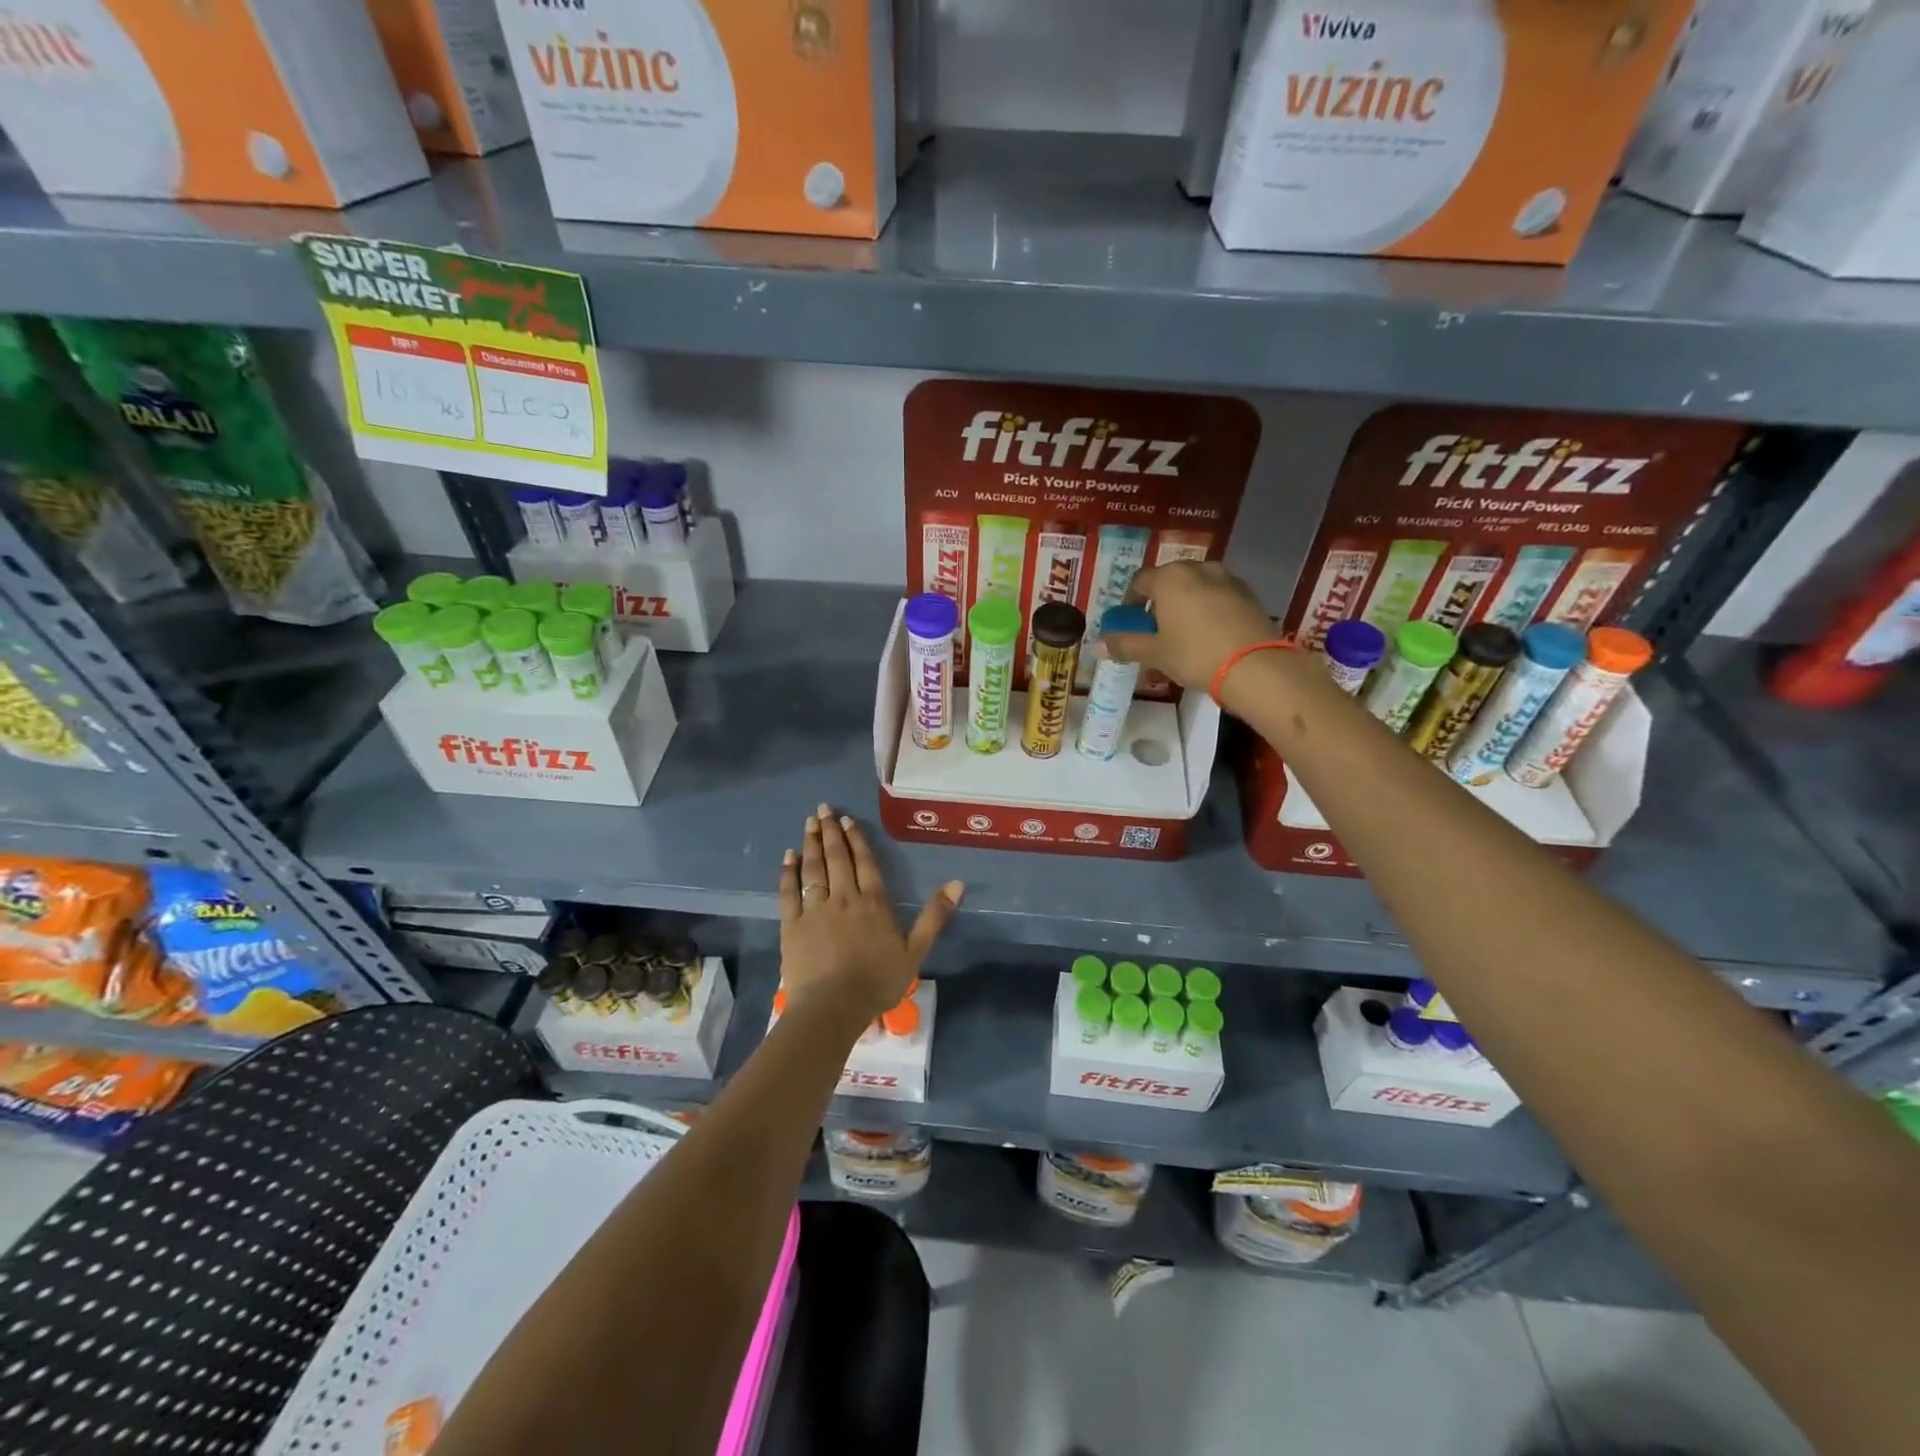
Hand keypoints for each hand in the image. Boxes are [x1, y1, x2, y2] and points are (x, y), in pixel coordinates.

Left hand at [778, 803, 962, 1023]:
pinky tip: (788, 856)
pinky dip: (788, 872)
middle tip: (823, 809)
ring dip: (811, 844)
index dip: (856, 839)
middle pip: (837, 858)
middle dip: (830, 832)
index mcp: (873, 903)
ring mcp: (815, 910)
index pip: (865, 863)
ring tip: (809, 823)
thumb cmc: (877, 982)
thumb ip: (934, 916)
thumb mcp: (915, 952)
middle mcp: (844, 898)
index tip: (847, 820)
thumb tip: (957, 883)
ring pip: (814, 869)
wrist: (832, 1007)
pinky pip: (789, 892)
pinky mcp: (792, 925)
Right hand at [1105, 561, 1280, 699]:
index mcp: (1169, 577)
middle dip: (1160, 602)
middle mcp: (1198, 568)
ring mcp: (1227, 578)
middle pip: (1170, 581)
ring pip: (1196, 587)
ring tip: (1184, 633)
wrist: (1255, 665)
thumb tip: (1098, 645)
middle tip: (1156, 630)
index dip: (1130, 602)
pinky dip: (1209, 609)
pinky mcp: (1249, 594)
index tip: (1130, 623)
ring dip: (1186, 604)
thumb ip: (1125, 645)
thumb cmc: (1194, 654)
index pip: (1140, 582)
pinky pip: (1219, 597)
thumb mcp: (1154, 653)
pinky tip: (1210, 634)